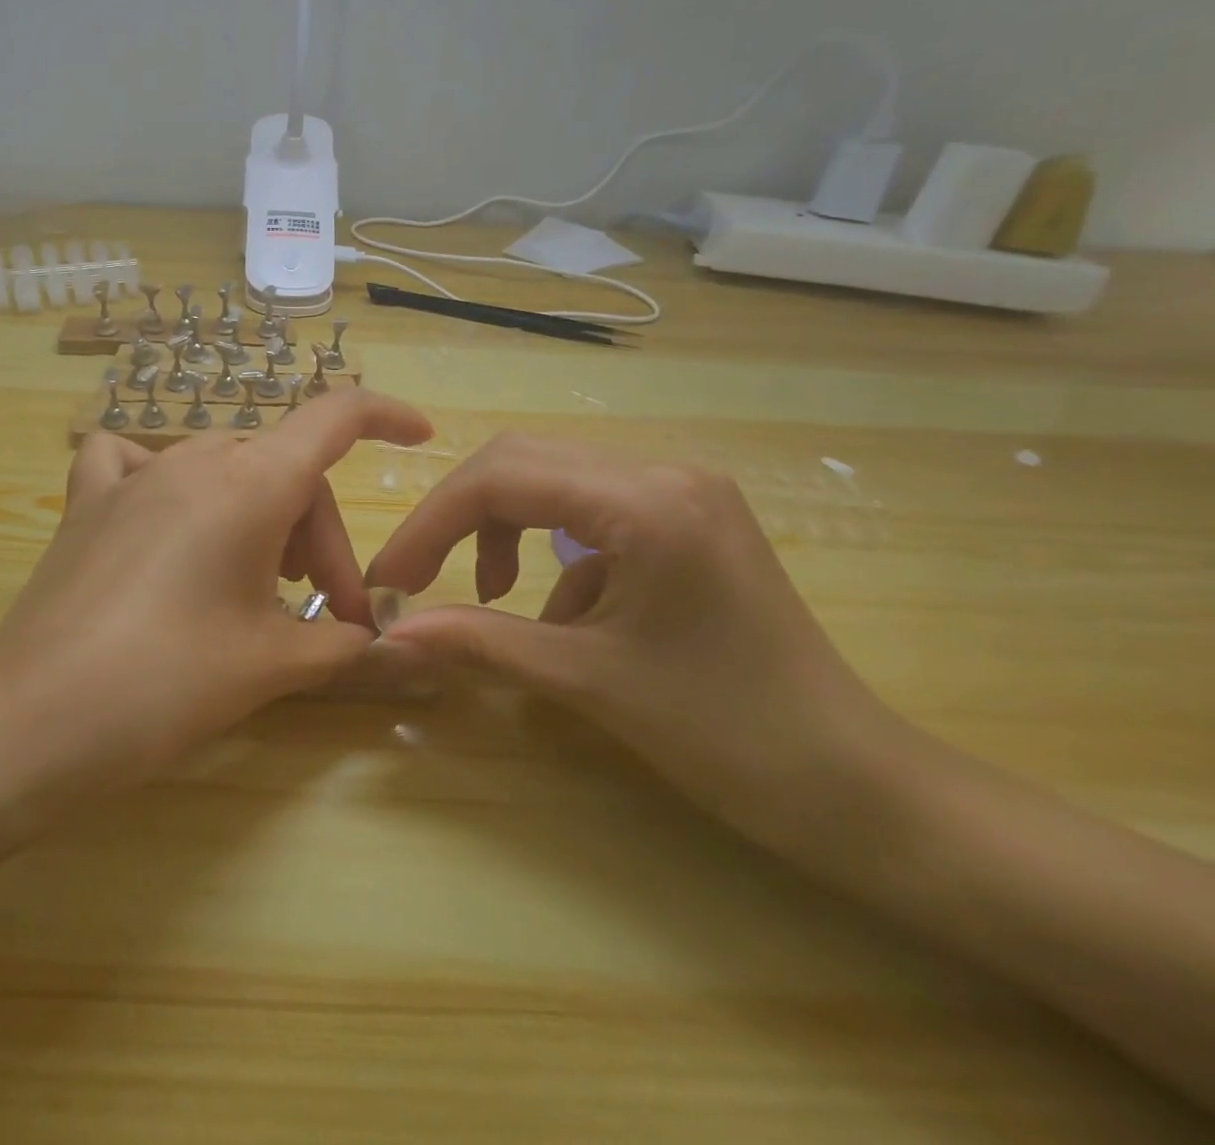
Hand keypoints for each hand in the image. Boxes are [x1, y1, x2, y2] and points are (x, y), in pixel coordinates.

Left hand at [0, 388, 431, 797]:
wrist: (35, 721)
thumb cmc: (169, 684)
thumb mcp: (270, 665)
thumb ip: (336, 644)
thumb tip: (371, 640)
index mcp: (250, 483)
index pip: (334, 417)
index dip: (384, 416)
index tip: (418, 434)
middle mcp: (194, 459)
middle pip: (283, 470)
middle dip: (317, 538)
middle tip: (325, 615)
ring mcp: (134, 476)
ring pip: (223, 468)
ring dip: (257, 515)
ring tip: (255, 583)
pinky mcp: (87, 503)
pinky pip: (131, 460)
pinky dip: (161, 475)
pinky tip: (163, 514)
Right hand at [366, 434, 909, 852]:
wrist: (859, 788)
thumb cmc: (728, 736)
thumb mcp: (588, 682)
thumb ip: (480, 642)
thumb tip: (390, 633)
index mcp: (648, 501)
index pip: (503, 478)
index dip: (431, 523)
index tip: (391, 576)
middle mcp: (664, 472)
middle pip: (521, 462)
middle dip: (458, 518)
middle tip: (419, 577)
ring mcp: (680, 491)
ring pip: (551, 481)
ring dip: (502, 529)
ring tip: (493, 594)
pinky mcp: (684, 518)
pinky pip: (589, 511)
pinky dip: (551, 553)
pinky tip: (566, 614)